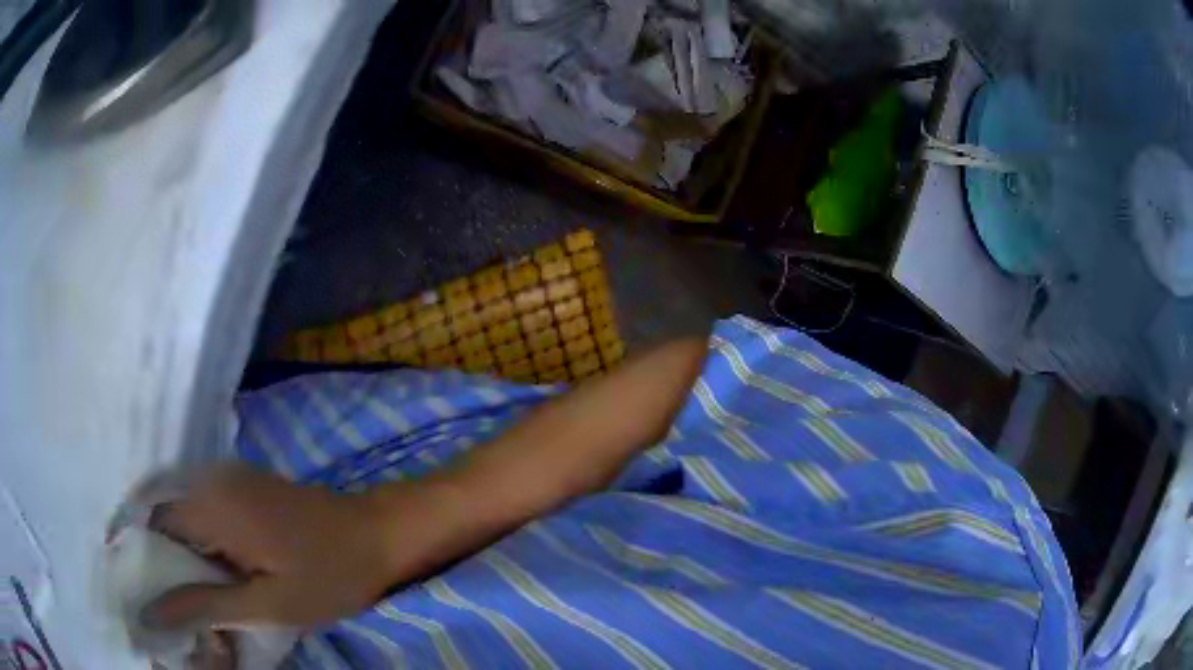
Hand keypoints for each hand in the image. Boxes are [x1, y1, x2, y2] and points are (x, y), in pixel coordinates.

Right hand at [143, 465, 468, 630]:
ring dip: (177, 552)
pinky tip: (206, 573)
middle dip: (155, 558)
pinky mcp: (244, 487)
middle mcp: (211, 479)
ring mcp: (229, 478)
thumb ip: (203, 604)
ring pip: (182, 514)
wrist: (378, 536)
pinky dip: (197, 541)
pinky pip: (204, 510)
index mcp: (211, 504)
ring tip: (179, 594)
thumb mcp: (265, 603)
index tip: (132, 587)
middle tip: (158, 600)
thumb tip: (149, 612)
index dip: (137, 554)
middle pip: (163, 516)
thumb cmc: (327, 575)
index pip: (149, 521)